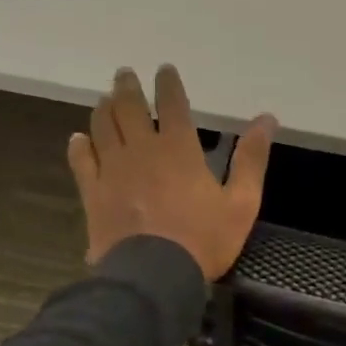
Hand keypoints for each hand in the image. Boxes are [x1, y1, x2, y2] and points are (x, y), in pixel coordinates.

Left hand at [66, 65, 275, 282]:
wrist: (153, 276)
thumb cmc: (203, 240)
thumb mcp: (242, 202)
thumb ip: (252, 159)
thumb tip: (267, 118)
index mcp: (179, 149)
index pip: (172, 105)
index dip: (168, 85)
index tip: (164, 70)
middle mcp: (142, 150)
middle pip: (129, 109)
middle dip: (127, 88)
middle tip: (125, 74)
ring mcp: (113, 170)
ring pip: (102, 128)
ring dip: (103, 109)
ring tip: (105, 99)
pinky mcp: (94, 193)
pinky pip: (82, 161)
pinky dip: (79, 146)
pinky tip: (78, 139)